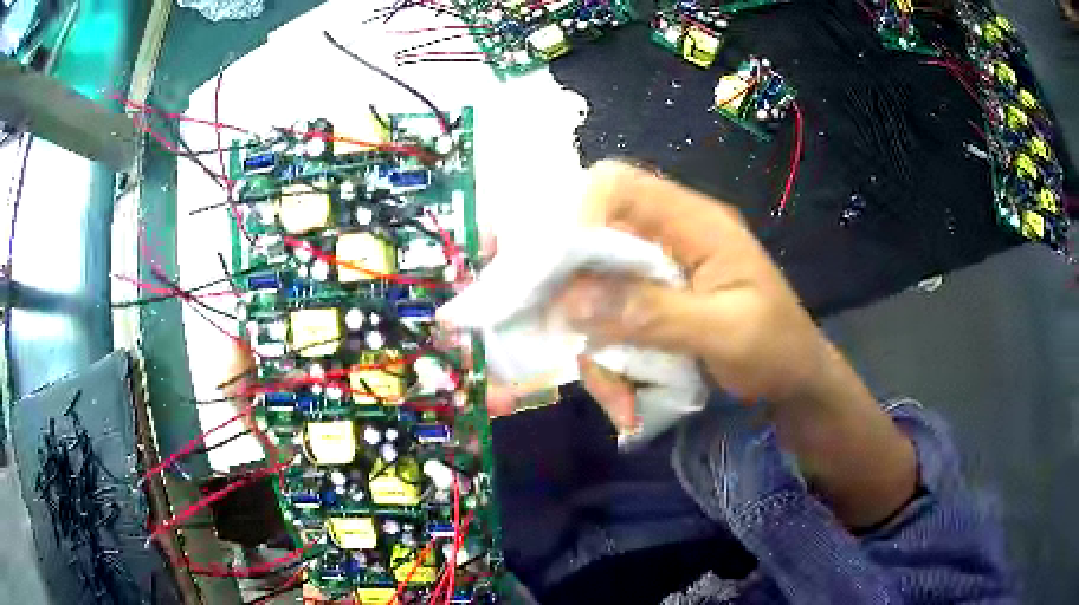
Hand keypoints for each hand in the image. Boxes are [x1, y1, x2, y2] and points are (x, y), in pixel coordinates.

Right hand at [556, 160, 830, 427]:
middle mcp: (669, 238)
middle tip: (579, 347)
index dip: (581, 215)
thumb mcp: (725, 332)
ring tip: (619, 399)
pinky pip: (608, 322)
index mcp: (697, 223)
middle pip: (594, 242)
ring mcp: (659, 273)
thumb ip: (654, 312)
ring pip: (594, 294)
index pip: (620, 186)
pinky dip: (608, 362)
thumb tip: (572, 300)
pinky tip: (627, 401)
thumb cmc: (777, 349)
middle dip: (578, 301)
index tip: (563, 275)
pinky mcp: (652, 304)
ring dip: (595, 348)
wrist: (796, 380)